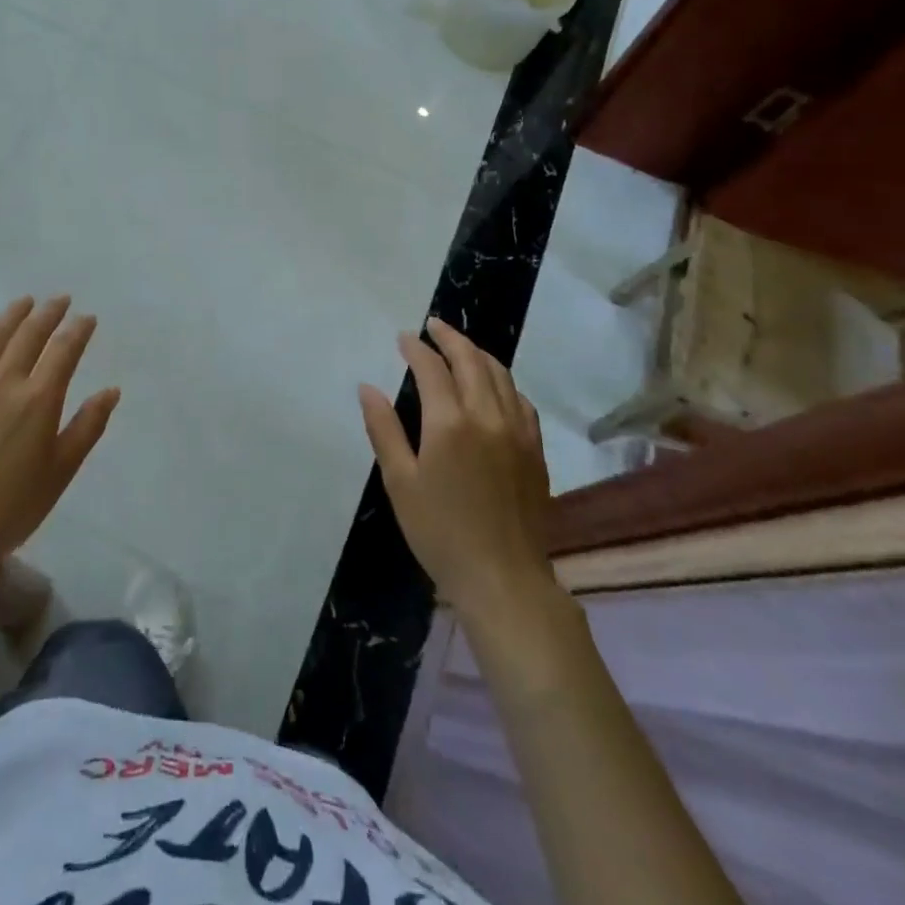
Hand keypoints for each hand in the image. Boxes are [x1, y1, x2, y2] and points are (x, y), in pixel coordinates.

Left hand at [0, 295, 120, 568]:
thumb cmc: (13, 504)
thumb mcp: (62, 470)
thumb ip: (88, 426)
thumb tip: (111, 391)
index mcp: (39, 399)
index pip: (64, 350)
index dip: (78, 330)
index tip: (87, 318)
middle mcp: (5, 381)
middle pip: (29, 334)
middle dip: (48, 313)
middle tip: (60, 300)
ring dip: (13, 315)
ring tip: (25, 302)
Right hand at [360, 319, 552, 617]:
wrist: (503, 578)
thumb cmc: (440, 532)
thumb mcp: (400, 482)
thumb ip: (384, 429)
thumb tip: (368, 388)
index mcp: (449, 422)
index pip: (432, 368)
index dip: (416, 348)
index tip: (404, 338)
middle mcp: (487, 415)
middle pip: (471, 360)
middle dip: (450, 338)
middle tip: (433, 326)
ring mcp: (517, 431)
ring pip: (501, 374)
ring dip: (478, 354)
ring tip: (461, 347)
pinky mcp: (535, 449)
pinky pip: (520, 400)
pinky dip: (503, 381)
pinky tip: (494, 386)